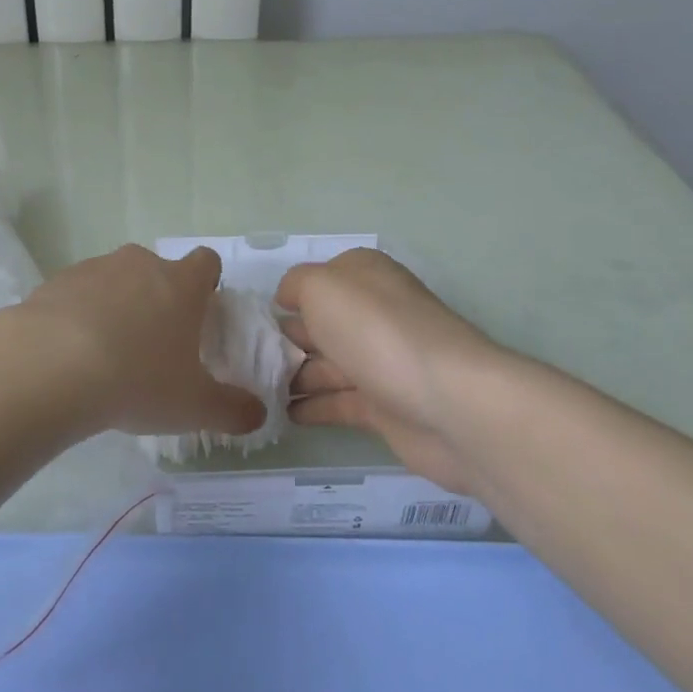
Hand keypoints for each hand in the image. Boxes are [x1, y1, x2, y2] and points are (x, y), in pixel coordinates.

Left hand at [18, 244, 266, 440]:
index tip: (199, 314)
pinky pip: (77, 293)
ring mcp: (94, 268)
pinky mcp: (56, 281)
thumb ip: (233, 409)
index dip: (206, 284)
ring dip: (117, 306)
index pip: (206, 262)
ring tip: (106, 354)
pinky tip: (70, 353)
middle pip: (158, 270)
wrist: (51, 366)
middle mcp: (140, 264)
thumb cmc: (137, 379)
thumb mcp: (194, 406)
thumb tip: (258, 413)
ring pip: (115, 280)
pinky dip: (78, 315)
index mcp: (181, 283)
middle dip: (158, 299)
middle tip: (153, 344)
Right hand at [277, 249, 512, 493]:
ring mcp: (381, 361)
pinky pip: (339, 403)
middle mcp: (374, 314)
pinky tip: (281, 414)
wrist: (448, 403)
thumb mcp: (322, 287)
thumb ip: (296, 284)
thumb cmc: (377, 331)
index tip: (253, 318)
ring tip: (254, 389)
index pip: (319, 279)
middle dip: (284, 338)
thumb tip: (288, 298)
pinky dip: (312, 407)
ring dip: (293, 375)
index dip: (288, 296)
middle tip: (244, 358)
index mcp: (364, 277)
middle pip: (321, 323)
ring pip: (327, 364)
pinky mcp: (386, 406)